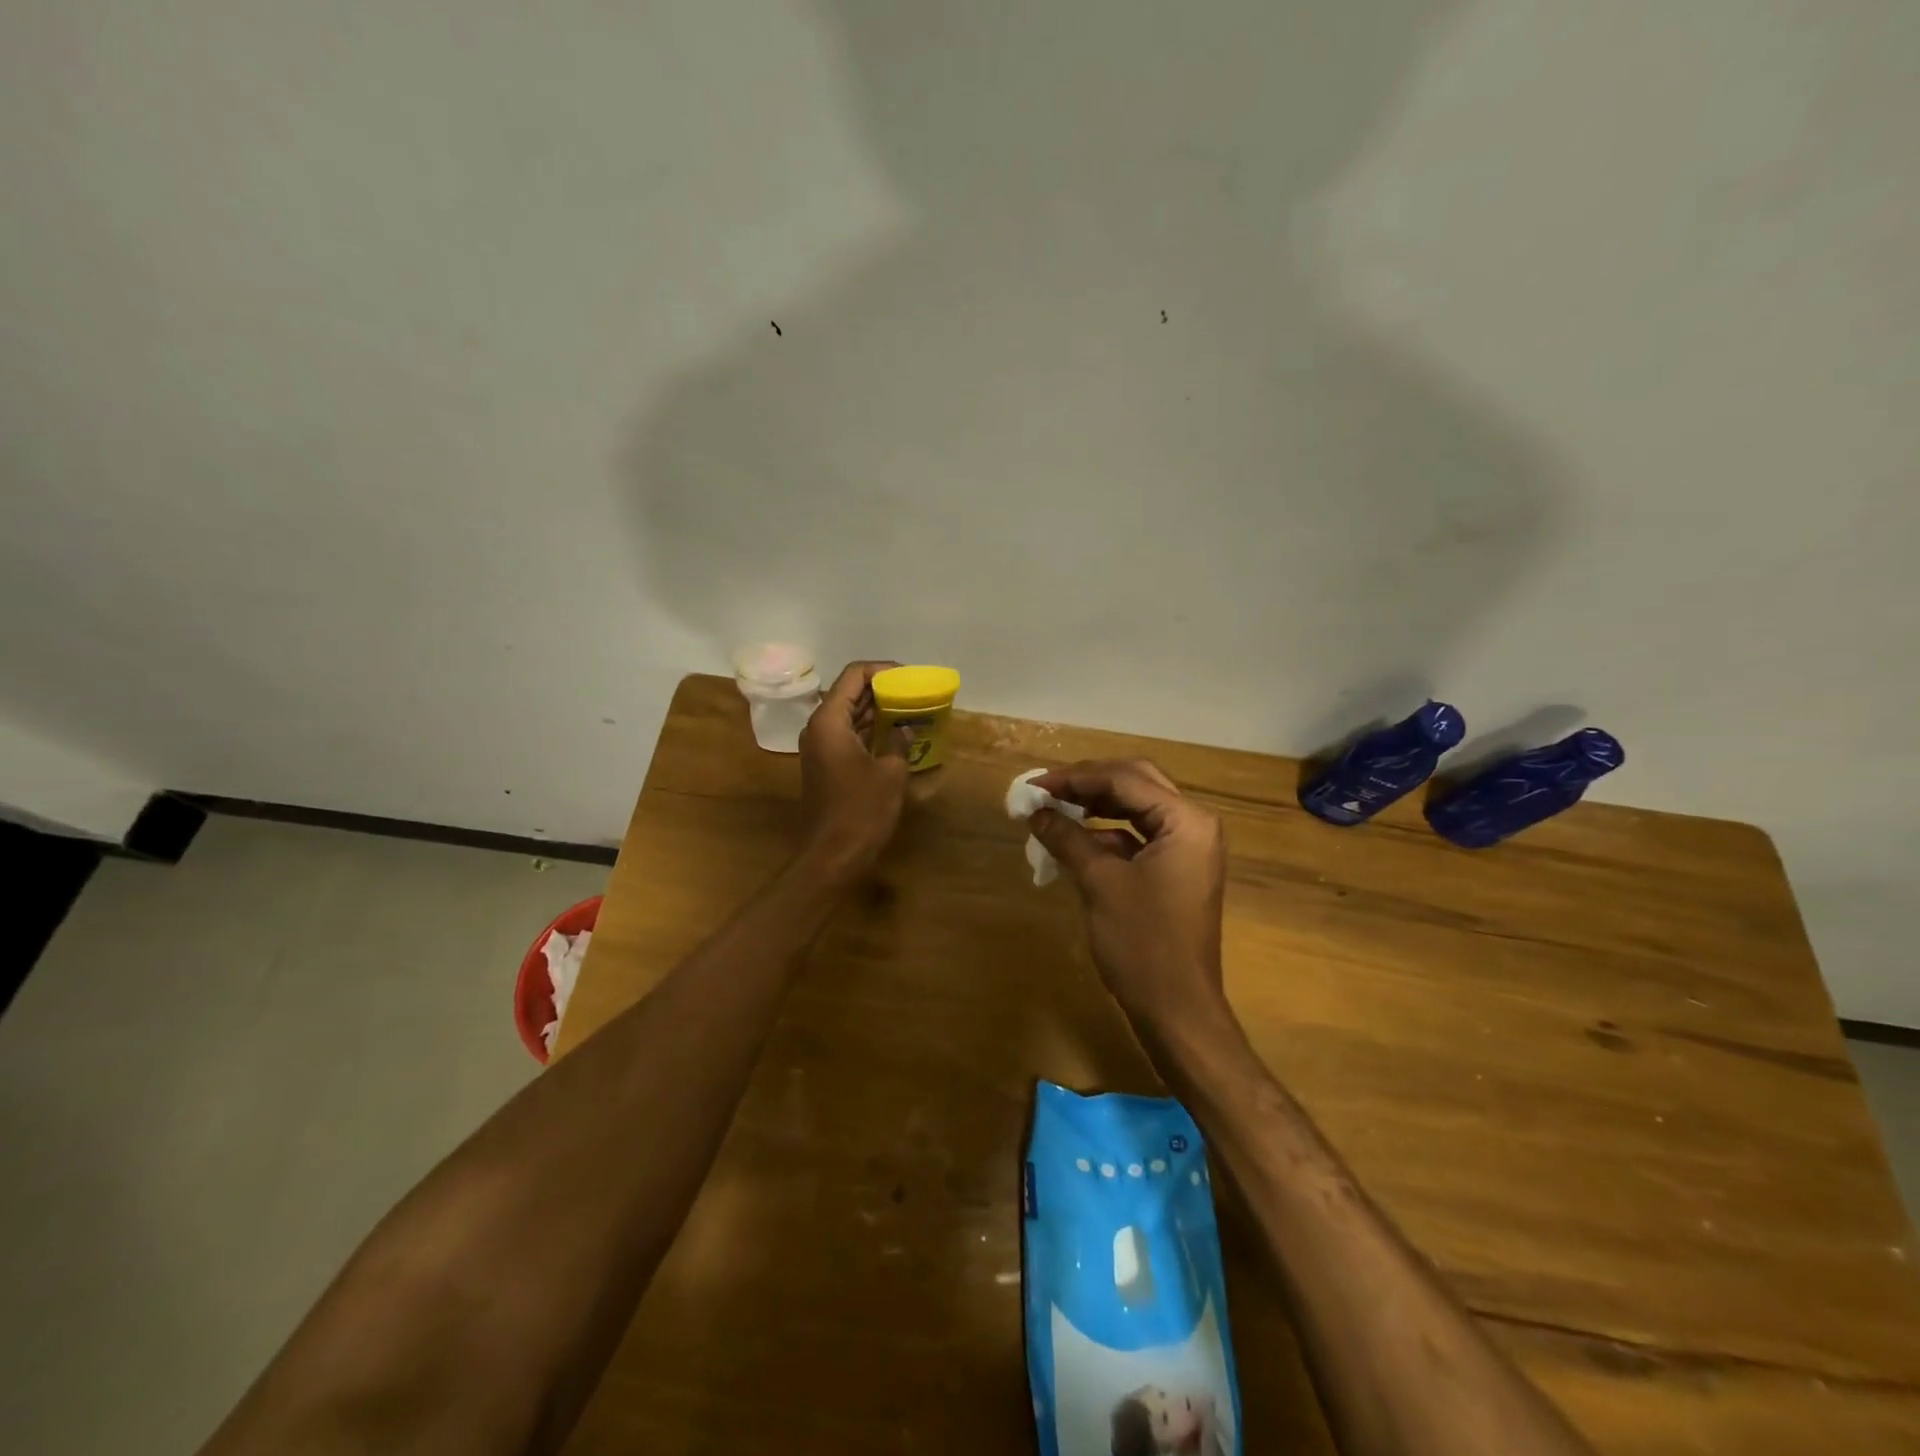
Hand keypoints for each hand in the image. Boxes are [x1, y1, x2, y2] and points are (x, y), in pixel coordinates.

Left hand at [797, 661, 909, 876]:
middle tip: (912, 691)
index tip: (908, 676)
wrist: (831, 855)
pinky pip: (846, 734)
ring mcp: (818, 747)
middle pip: (848, 692)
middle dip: (880, 689)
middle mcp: (818, 727)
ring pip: (847, 714)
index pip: (853, 676)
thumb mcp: (890, 773)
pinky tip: (893, 735)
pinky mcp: (824, 764)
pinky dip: (867, 729)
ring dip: (875, 710)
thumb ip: (898, 742)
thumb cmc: (861, 810)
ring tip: (908, 709)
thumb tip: (904, 729)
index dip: (881, 670)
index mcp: (829, 721)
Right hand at [1029, 759, 1227, 1023]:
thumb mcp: (1100, 883)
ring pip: (1136, 808)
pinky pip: (1138, 836)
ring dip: (1096, 806)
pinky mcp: (1175, 871)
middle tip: (1047, 789)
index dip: (1076, 777)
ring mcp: (1187, 849)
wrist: (1177, 1010)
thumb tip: (1036, 811)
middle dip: (1088, 783)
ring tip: (1055, 809)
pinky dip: (1106, 834)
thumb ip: (1067, 838)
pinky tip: (1075, 841)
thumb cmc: (1142, 943)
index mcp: (1186, 821)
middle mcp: (1193, 825)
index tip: (1036, 784)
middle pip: (1136, 784)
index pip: (1125, 779)